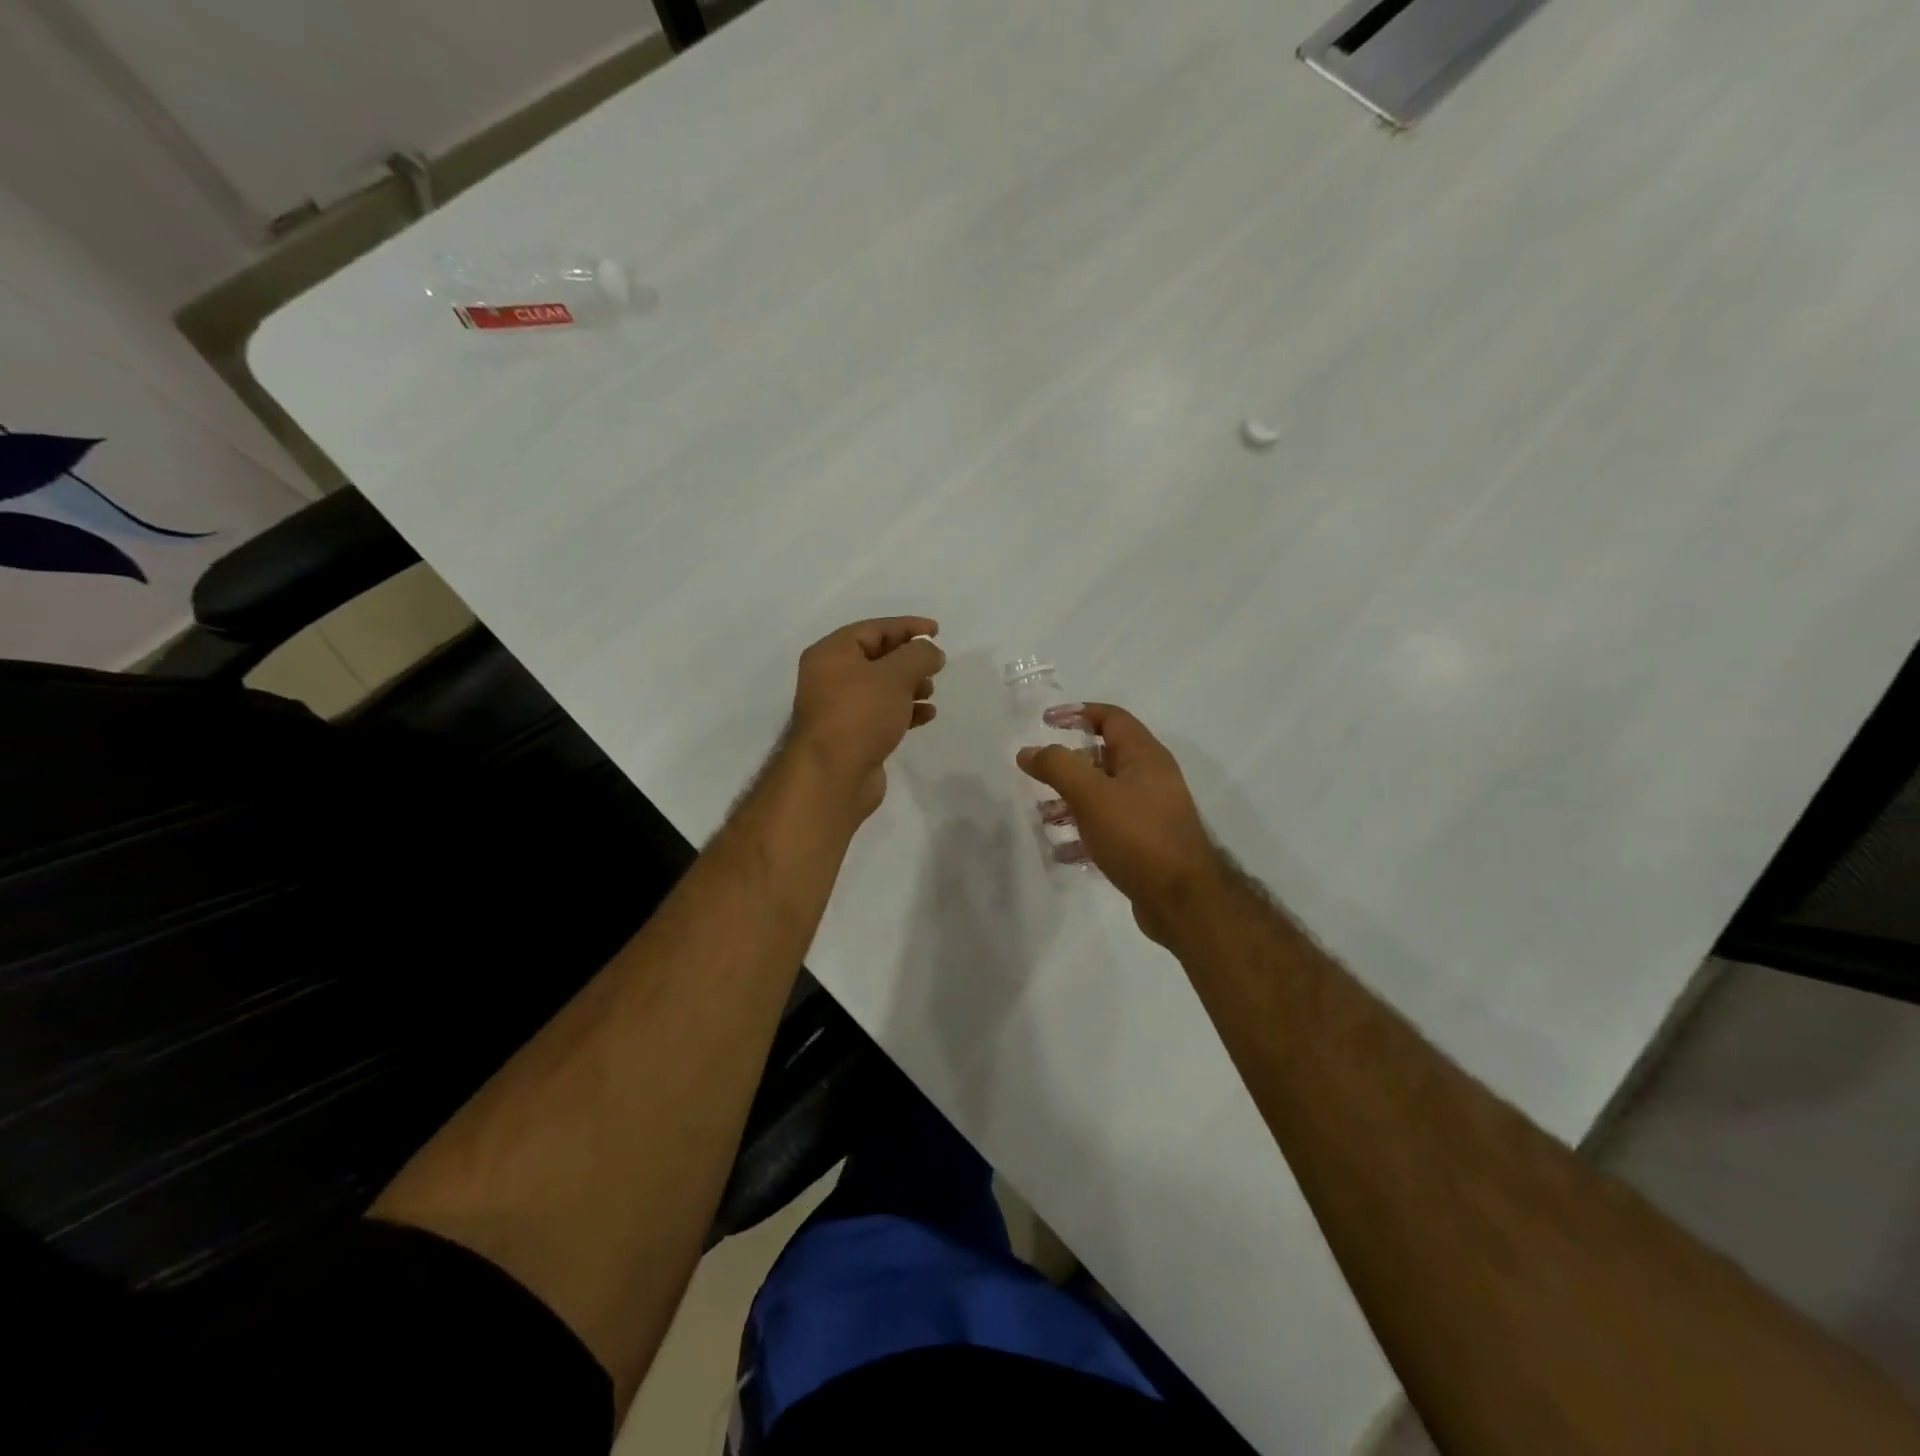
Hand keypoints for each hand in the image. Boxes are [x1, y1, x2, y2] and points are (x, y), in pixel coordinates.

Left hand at [788, 617, 944, 822]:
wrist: (833, 776)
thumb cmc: (860, 714)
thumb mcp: (895, 675)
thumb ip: (919, 655)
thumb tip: (931, 651)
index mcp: (832, 653)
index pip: (874, 629)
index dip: (907, 627)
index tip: (937, 631)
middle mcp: (831, 677)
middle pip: (877, 657)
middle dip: (909, 659)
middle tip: (936, 665)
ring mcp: (840, 709)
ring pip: (881, 687)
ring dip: (909, 685)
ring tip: (931, 690)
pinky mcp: (852, 735)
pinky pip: (882, 713)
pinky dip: (905, 710)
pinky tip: (927, 715)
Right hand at [1018, 704, 1226, 944]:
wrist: (1183, 900)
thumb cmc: (1138, 836)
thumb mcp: (1091, 795)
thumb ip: (1057, 767)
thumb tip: (1028, 751)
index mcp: (1144, 756)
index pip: (1111, 718)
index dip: (1078, 713)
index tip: (1045, 722)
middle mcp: (1151, 778)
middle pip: (1104, 758)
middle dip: (1068, 765)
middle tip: (1038, 775)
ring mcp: (1151, 812)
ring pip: (1104, 796)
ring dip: (1071, 802)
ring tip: (1043, 817)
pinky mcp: (1146, 844)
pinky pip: (1108, 828)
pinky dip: (1083, 833)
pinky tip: (1062, 851)